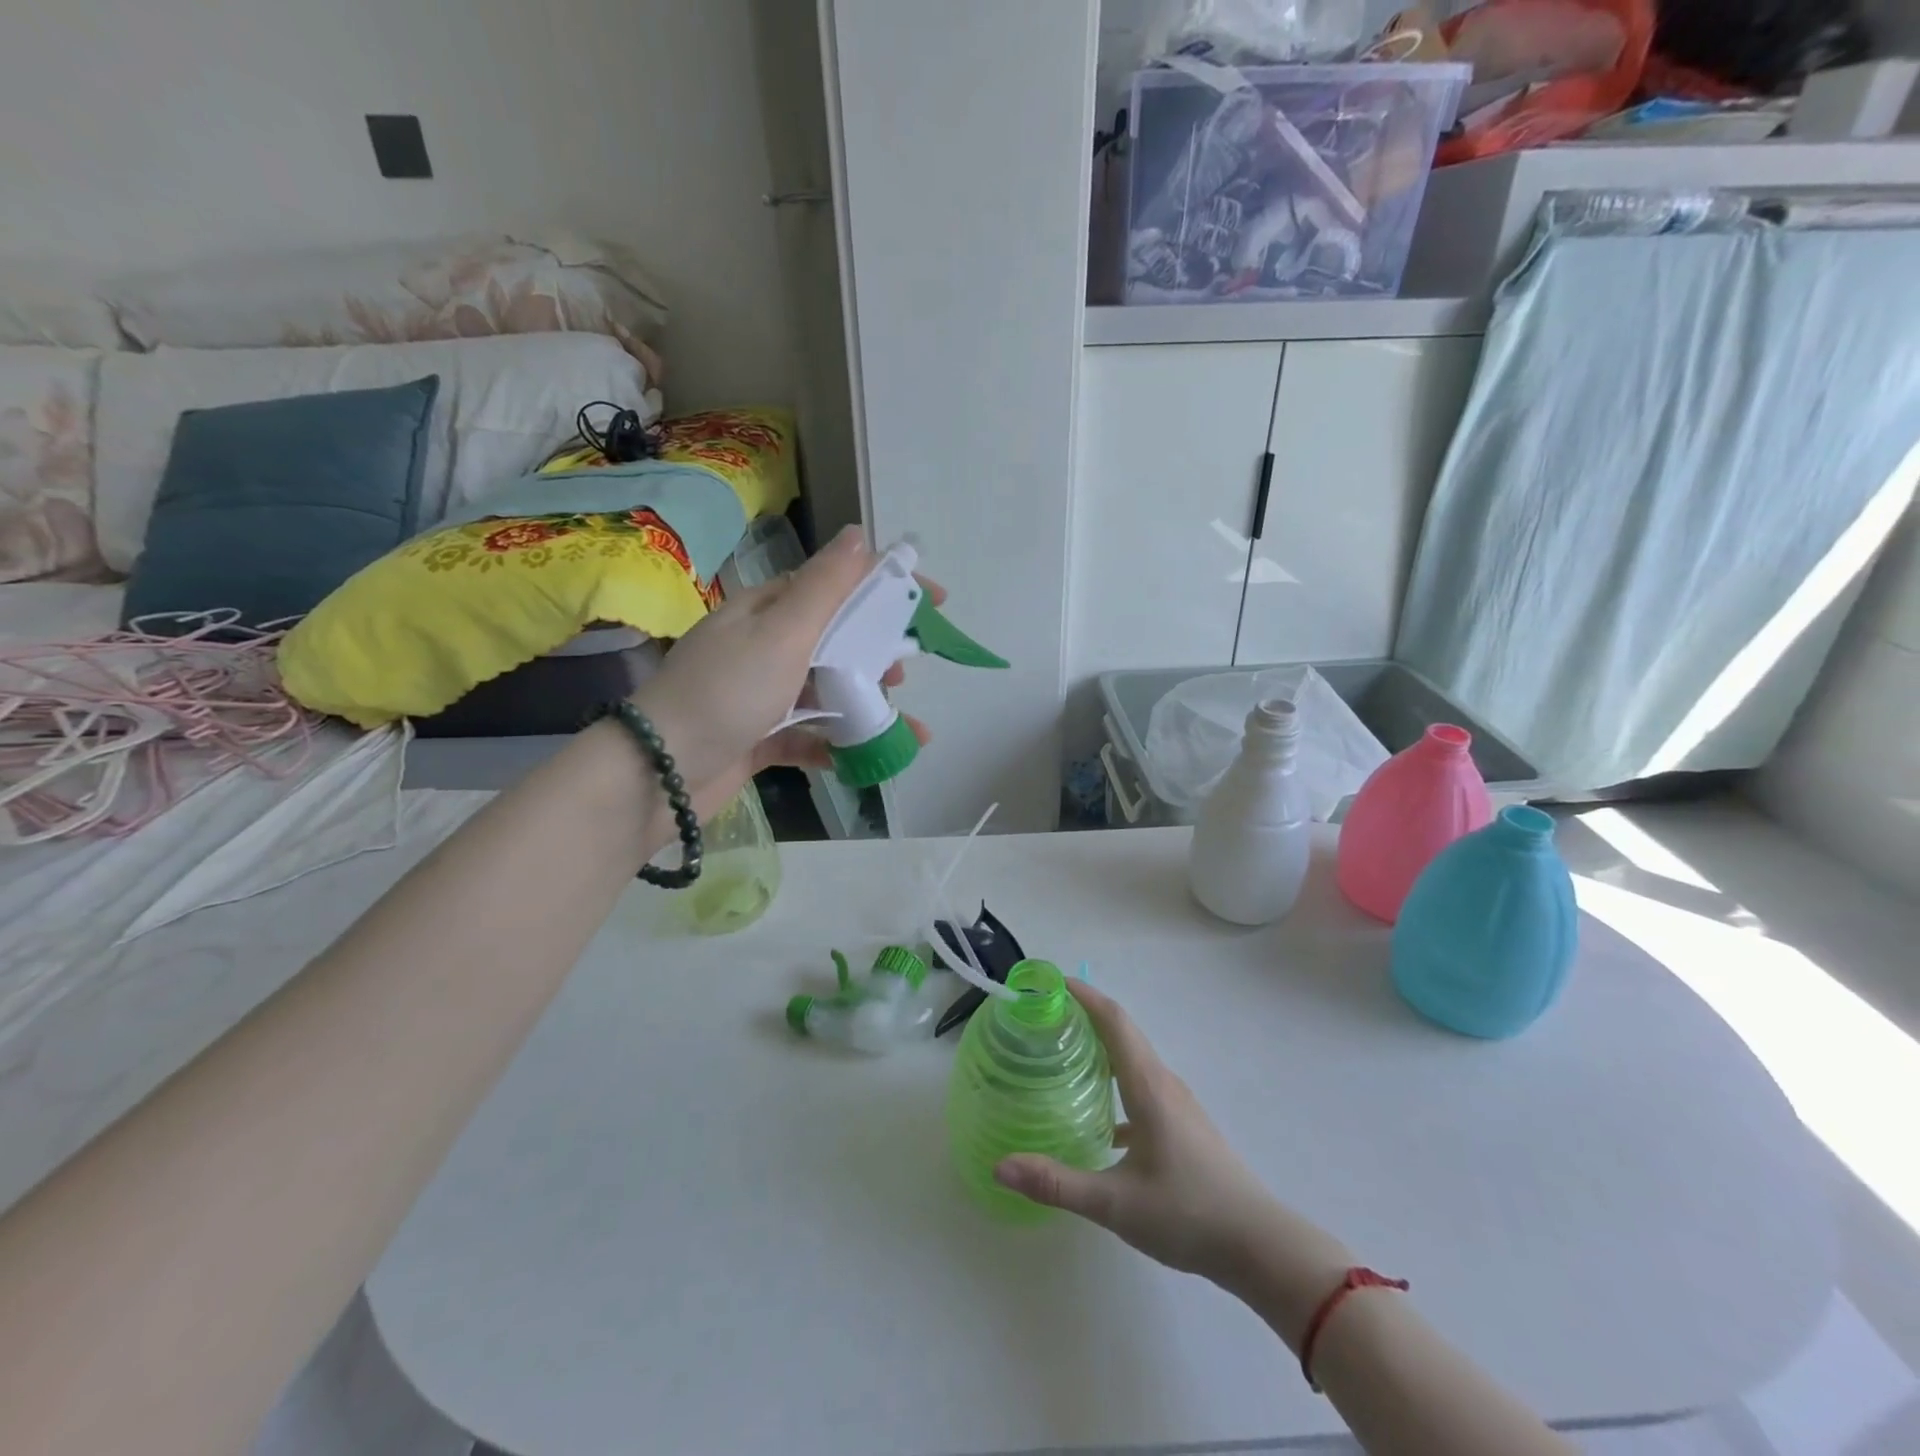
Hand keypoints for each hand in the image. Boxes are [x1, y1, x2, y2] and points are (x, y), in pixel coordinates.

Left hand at [628, 526, 932, 817]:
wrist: (659, 773)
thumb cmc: (727, 693)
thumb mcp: (782, 632)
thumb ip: (824, 587)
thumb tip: (859, 534)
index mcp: (767, 610)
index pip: (836, 585)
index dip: (887, 588)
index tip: (935, 602)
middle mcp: (764, 646)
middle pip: (836, 639)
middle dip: (877, 653)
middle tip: (903, 674)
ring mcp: (761, 694)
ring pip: (827, 690)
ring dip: (866, 703)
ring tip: (899, 723)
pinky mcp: (759, 737)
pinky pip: (810, 734)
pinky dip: (839, 742)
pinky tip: (865, 757)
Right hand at [995, 982, 1350, 1318]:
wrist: (1260, 1246)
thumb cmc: (1188, 1214)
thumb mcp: (1116, 1204)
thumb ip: (1057, 1183)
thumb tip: (1001, 1166)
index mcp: (1148, 1086)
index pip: (1114, 1020)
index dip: (1083, 995)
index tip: (1050, 982)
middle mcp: (1163, 1083)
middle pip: (1123, 1032)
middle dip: (1085, 1014)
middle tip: (1044, 1015)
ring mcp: (1177, 1103)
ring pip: (1133, 1059)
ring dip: (1101, 1046)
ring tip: (1063, 1054)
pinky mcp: (1183, 1125)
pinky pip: (1142, 1086)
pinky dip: (1115, 1082)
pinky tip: (1097, 1118)